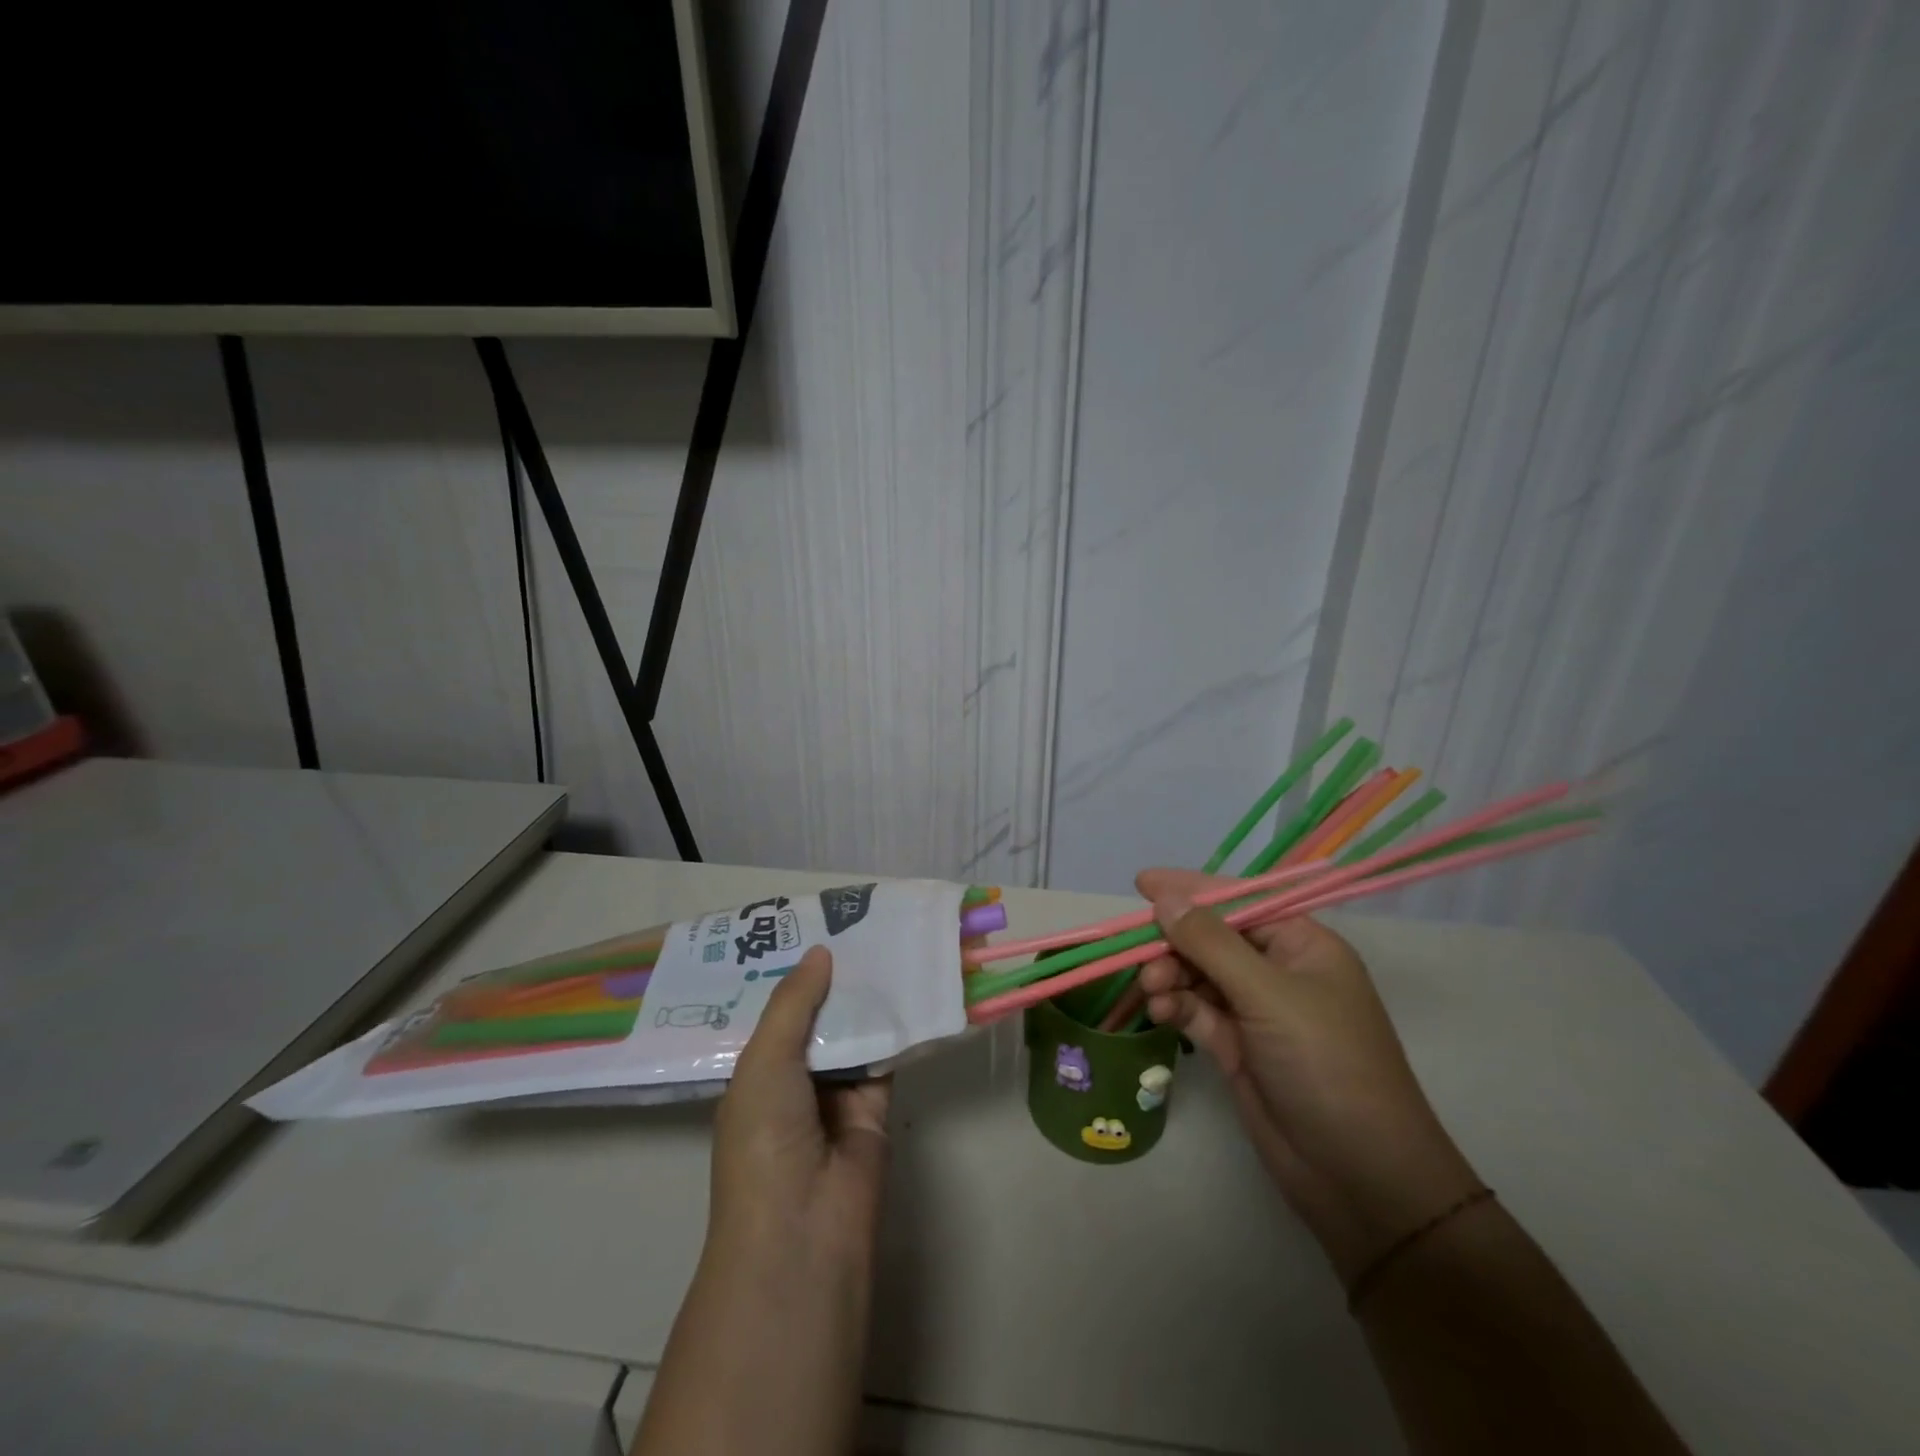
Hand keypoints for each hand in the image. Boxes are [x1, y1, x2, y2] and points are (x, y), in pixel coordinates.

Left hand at [637, 945, 886, 1455]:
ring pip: (855, 1030)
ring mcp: (836, 1092)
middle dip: (835, 976)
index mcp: (756, 1071)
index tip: (813, 925)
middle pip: (819, 1015)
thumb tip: (821, 951)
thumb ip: (793, 1003)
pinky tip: (912, 983)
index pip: (775, 1010)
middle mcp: (795, 1077)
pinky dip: (898, 1025)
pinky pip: (887, 1054)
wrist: (804, 1230)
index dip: (792, 972)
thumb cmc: (764, 1140)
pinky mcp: (876, 1103)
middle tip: (859, 922)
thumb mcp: (763, 1063)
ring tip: (888, 938)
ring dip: (868, 996)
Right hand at [1136, 869, 1481, 1279]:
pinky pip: (1197, 1011)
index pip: (1241, 901)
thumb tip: (1164, 898)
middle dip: (1175, 943)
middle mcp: (1280, 972)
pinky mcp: (1238, 1048)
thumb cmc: (1326, 1066)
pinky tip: (1160, 1012)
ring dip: (1170, 976)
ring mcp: (1258, 1012)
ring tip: (1151, 991)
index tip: (1141, 883)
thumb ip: (1211, 944)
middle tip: (1139, 957)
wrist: (1359, 1179)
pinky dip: (1176, 1006)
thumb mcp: (1269, 995)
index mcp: (1304, 946)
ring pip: (1199, 975)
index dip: (1192, 889)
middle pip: (1213, 938)